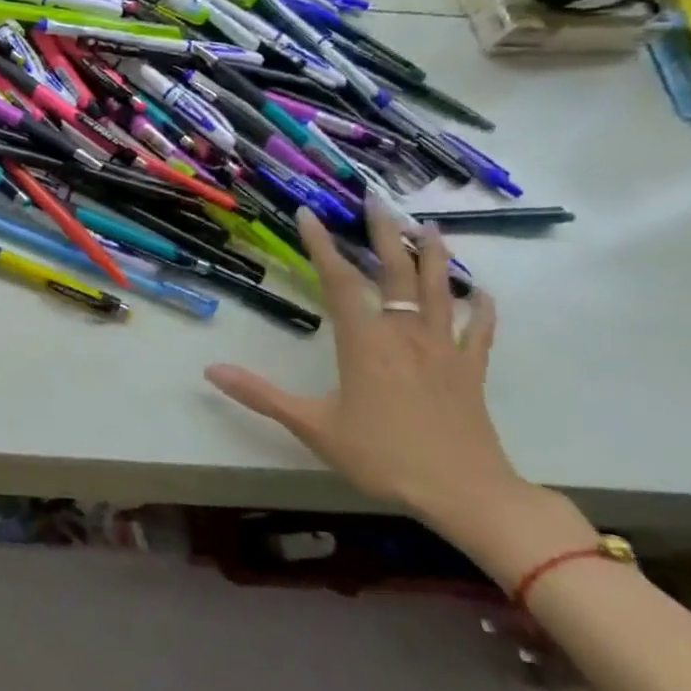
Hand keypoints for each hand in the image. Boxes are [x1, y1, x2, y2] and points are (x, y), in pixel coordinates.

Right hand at [204, 203, 519, 534]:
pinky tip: (480, 292)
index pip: (339, 282)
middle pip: (395, 272)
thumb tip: (211, 370)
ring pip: (438, 290)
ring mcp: (443, 349)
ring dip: (434, 255)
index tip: (309, 213)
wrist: (465, 492)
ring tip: (429, 225)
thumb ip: (261, 395)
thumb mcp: (312, 427)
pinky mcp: (470, 370)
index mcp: (365, 343)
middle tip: (377, 198)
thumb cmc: (382, 456)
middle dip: (384, 232)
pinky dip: (480, 308)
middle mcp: (404, 334)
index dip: (321, 245)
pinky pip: (478, 330)